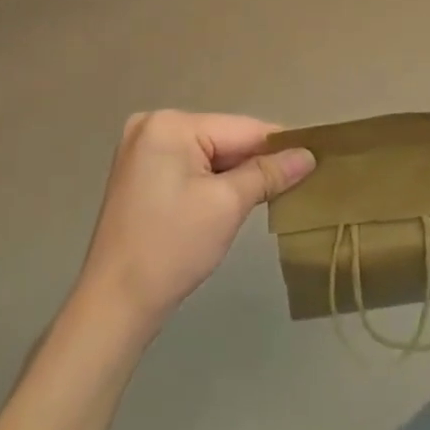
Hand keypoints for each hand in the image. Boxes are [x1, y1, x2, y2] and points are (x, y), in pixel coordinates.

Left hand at [77, 110, 315, 335]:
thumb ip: (268, 174)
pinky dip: (212, 181)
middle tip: (294, 182)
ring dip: (235, 173)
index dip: (279, 145)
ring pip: (208, 153)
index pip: (241, 128)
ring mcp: (141, 149)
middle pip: (223, 138)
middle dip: (255, 162)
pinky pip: (190, 166)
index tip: (315, 157)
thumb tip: (308, 155)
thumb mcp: (227, 206)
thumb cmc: (172, 249)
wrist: (114, 305)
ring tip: (269, 193)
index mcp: (169, 124)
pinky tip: (231, 201)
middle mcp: (151, 124)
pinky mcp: (139, 173)